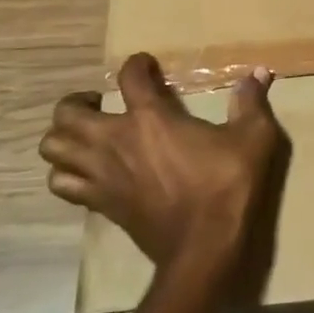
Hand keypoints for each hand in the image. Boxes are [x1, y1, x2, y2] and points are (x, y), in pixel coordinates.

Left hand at [40, 53, 289, 280]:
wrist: (203, 248)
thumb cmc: (227, 186)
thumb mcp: (253, 138)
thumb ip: (252, 102)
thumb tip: (260, 72)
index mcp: (151, 119)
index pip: (129, 77)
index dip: (136, 64)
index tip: (146, 65)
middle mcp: (115, 141)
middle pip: (67, 114)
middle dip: (78, 103)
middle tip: (100, 104)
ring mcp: (102, 175)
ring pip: (53, 149)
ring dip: (63, 138)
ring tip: (86, 136)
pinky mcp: (100, 204)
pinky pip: (62, 185)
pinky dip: (67, 174)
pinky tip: (89, 172)